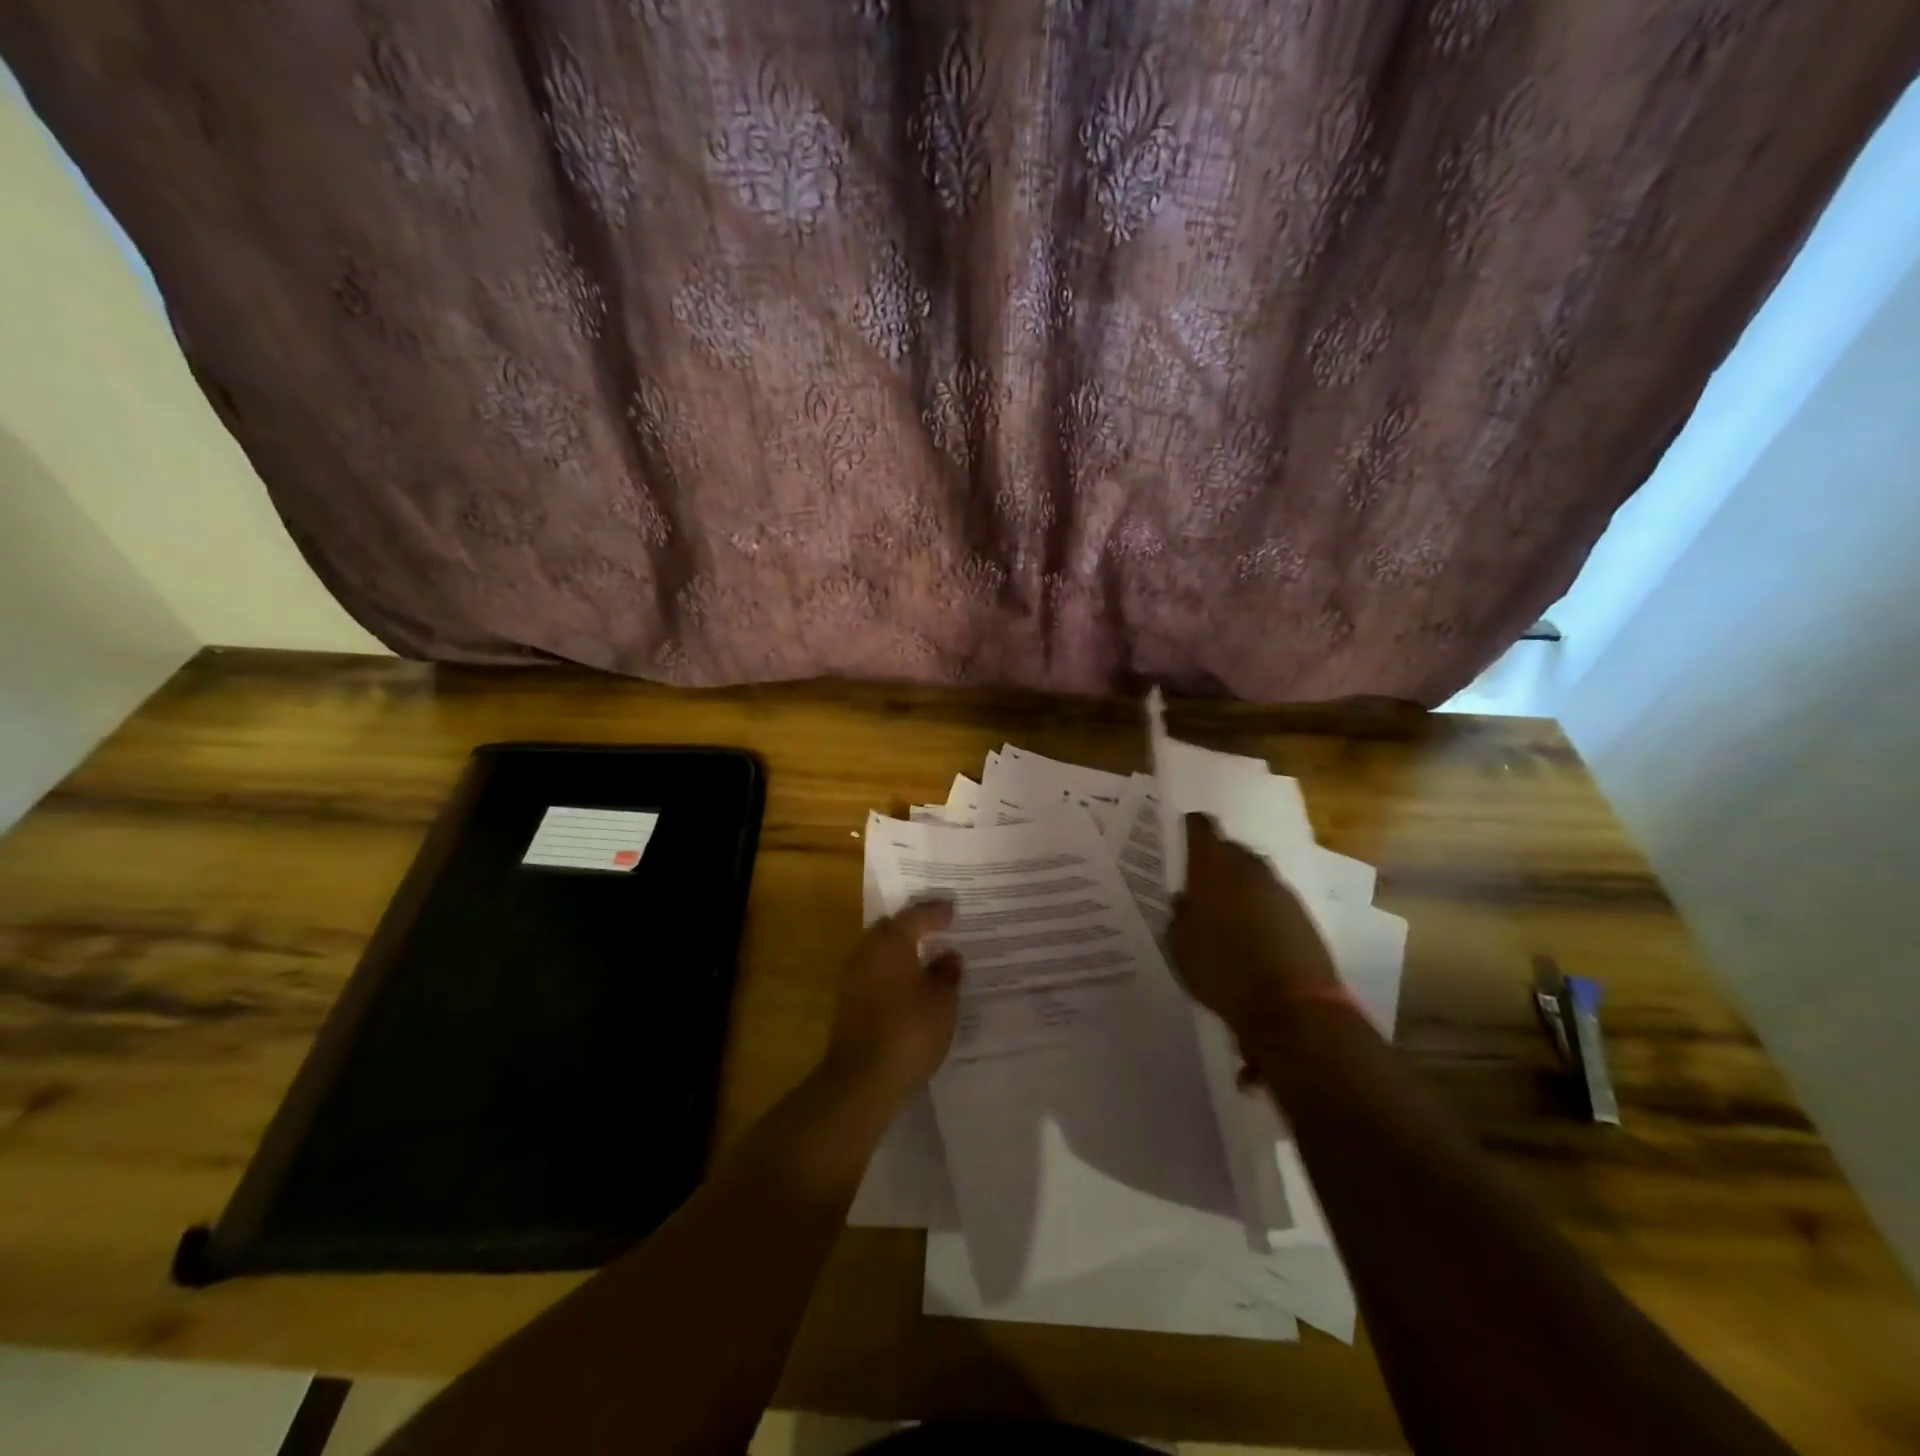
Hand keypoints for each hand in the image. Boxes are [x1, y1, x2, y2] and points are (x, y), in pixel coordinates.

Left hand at [822, 900, 962, 1106]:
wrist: (862, 1079)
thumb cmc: (909, 1031)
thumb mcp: (942, 1002)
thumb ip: (946, 974)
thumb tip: (948, 956)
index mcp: (890, 943)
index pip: (914, 916)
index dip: (934, 912)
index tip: (953, 910)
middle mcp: (867, 953)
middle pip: (890, 929)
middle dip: (913, 927)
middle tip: (938, 928)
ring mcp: (853, 979)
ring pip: (881, 953)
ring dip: (902, 952)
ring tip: (928, 958)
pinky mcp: (849, 1004)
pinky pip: (876, 975)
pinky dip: (894, 974)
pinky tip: (912, 987)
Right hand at [1168, 813, 1336, 1033]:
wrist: (1292, 1007)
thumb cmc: (1222, 972)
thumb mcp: (1180, 947)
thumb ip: (1180, 916)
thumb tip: (1186, 900)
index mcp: (1212, 867)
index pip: (1200, 827)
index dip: (1190, 829)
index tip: (1181, 839)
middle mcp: (1248, 867)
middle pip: (1230, 849)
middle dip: (1216, 862)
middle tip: (1201, 885)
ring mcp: (1280, 888)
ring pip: (1254, 874)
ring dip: (1241, 886)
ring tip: (1227, 913)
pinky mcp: (1302, 913)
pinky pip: (1273, 899)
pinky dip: (1262, 908)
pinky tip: (1253, 933)